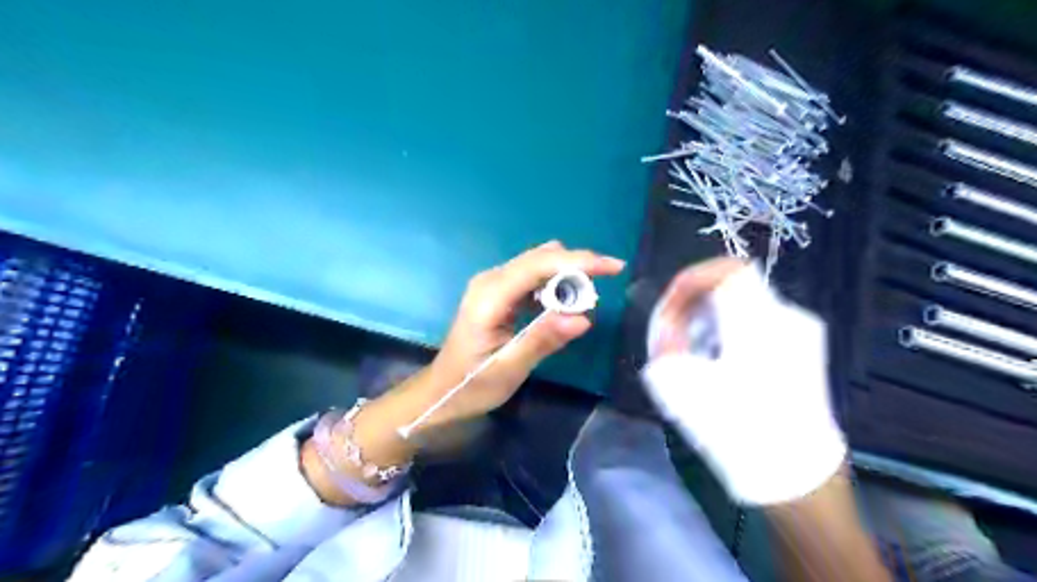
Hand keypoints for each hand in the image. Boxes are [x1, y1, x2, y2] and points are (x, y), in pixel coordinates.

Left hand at [421, 240, 621, 426]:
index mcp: (490, 296)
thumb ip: (543, 340)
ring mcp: (493, 284)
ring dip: (565, 278)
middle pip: (540, 258)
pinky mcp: (498, 292)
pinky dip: (553, 286)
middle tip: (597, 297)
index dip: (578, 261)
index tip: (614, 267)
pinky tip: (560, 307)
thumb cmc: (471, 384)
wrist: (441, 390)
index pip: (538, 265)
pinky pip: (532, 277)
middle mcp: (490, 280)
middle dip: (575, 269)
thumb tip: (583, 318)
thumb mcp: (508, 368)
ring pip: (538, 264)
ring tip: (581, 305)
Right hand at [646, 258, 845, 505]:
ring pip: (746, 302)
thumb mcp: (686, 390)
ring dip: (711, 315)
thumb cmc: (739, 429)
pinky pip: (760, 321)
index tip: (672, 302)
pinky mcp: (804, 350)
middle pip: (734, 284)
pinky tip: (717, 357)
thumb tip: (666, 333)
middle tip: (675, 327)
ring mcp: (801, 333)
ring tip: (692, 344)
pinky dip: (730, 327)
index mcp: (760, 322)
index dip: (693, 278)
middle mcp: (786, 317)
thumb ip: (667, 349)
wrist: (797, 475)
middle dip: (696, 300)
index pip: (728, 271)